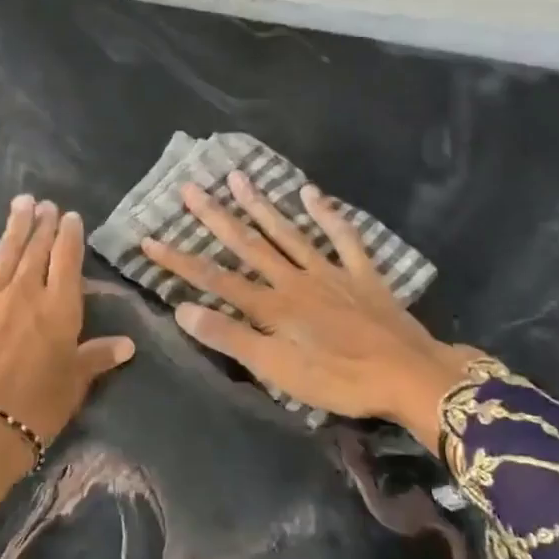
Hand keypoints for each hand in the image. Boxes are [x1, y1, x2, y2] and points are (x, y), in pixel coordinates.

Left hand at [0, 195, 135, 500]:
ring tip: (20, 204)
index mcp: (59, 308)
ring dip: (13, 228)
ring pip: (3, 255)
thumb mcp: (74, 384)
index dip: (69, 236)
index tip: (70, 216)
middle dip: (41, 225)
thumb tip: (128, 344)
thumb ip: (97, 357)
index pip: (67, 261)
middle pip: (35, 251)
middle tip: (44, 203)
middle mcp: (25, 293)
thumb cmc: (36, 409)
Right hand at [140, 172, 487, 436]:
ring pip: (288, 233)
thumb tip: (182, 308)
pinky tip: (312, 193)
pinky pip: (343, 238)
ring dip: (261, 205)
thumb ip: (231, 337)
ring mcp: (330, 272)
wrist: (410, 376)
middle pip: (248, 244)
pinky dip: (328, 215)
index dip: (179, 259)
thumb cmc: (340, 381)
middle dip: (215, 217)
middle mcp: (294, 279)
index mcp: (272, 305)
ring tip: (238, 177)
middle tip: (190, 187)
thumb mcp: (277, 370)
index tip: (148, 239)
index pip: (214, 278)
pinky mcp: (362, 274)